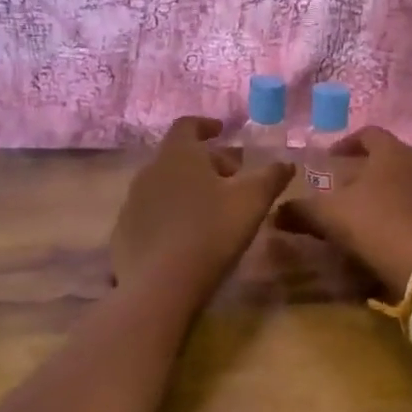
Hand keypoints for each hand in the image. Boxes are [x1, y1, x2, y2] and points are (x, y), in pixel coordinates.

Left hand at [110, 117, 293, 298]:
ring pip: (165, 185)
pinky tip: (188, 237)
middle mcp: (150, 171)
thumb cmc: (210, 232)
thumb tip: (286, 163)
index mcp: (179, 155)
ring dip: (188, 189)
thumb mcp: (252, 202)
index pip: (188, 125)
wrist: (159, 286)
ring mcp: (132, 203)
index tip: (222, 131)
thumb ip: (271, 177)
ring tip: (212, 209)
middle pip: (179, 156)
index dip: (206, 125)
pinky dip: (171, 215)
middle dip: (206, 162)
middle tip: (232, 179)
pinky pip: (152, 213)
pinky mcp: (125, 233)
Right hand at [276, 126, 411, 289]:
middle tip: (344, 182)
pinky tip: (383, 224)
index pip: (369, 133)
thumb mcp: (327, 215)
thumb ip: (300, 210)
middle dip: (365, 166)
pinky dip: (398, 205)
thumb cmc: (372, 224)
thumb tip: (275, 213)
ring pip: (403, 178)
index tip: (331, 156)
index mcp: (391, 151)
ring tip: (362, 205)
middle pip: (388, 155)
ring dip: (383, 187)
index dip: (347, 142)